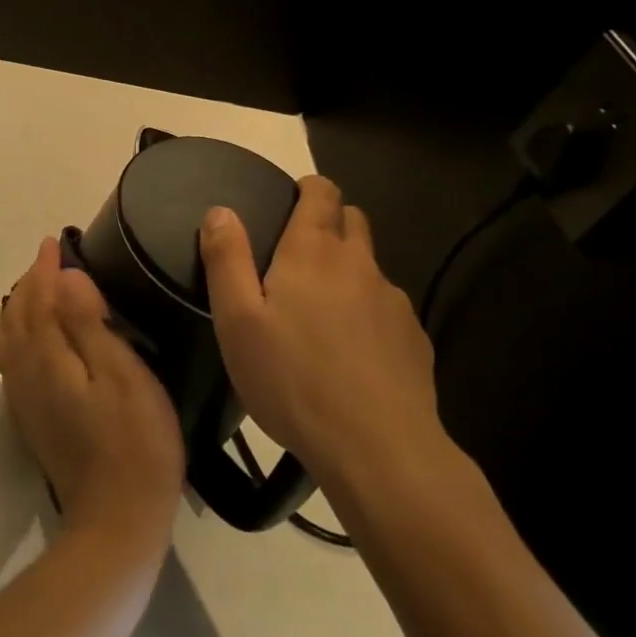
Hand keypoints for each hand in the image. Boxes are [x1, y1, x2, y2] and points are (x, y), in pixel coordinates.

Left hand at [0, 237, 185, 551]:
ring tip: (42, 288)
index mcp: (46, 358)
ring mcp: (24, 399)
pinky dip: (19, 333)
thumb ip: (88, 324)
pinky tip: (35, 337)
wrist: (116, 519)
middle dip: (30, 282)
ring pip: (10, 338)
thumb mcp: (122, 375)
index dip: (45, 268)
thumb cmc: (134, 442)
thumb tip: (64, 277)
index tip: (54, 242)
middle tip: (50, 260)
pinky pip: (13, 360)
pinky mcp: (31, 418)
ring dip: (22, 306)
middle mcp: (25, 373)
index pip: (38, 299)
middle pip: (17, 315)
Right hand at [199, 176, 443, 479]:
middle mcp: (359, 265)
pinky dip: (368, 314)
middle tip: (298, 254)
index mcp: (313, 252)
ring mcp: (393, 303)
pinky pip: (387, 310)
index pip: (322, 193)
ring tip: (321, 313)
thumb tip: (220, 210)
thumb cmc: (292, 379)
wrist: (378, 448)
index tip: (291, 200)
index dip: (308, 188)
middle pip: (353, 221)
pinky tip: (351, 353)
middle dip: (330, 222)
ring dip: (348, 272)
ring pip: (370, 268)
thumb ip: (227, 259)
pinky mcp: (415, 340)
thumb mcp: (237, 321)